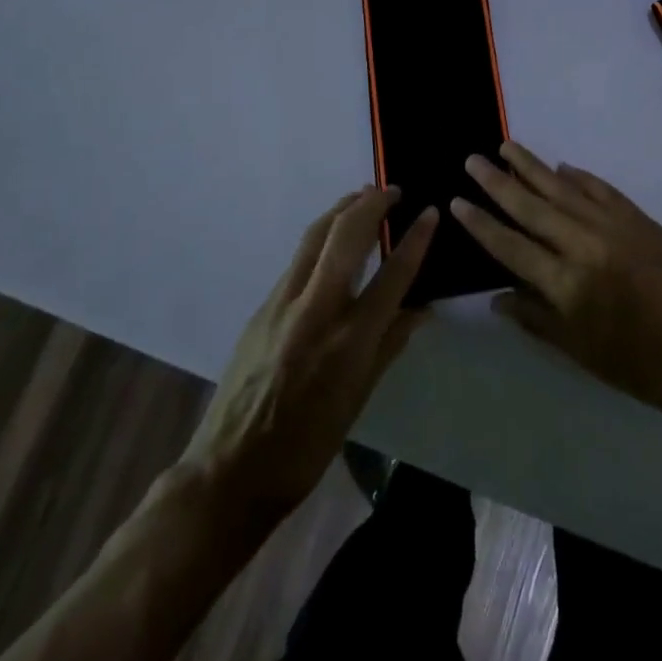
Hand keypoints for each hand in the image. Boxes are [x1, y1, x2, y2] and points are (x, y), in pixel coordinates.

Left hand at [177, 187, 434, 524]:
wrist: (230, 469)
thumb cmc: (307, 445)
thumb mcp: (359, 399)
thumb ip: (390, 344)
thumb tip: (422, 307)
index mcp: (349, 341)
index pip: (393, 275)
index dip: (416, 239)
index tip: (431, 211)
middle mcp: (316, 310)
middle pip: (347, 235)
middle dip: (373, 204)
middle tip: (394, 191)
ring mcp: (283, 303)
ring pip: (315, 235)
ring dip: (343, 208)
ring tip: (364, 195)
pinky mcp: (262, 306)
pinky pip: (298, 258)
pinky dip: (321, 235)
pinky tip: (332, 238)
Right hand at [450, 142, 661, 429]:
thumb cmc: (643, 367)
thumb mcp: (582, 354)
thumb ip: (537, 320)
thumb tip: (497, 297)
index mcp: (568, 284)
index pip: (511, 246)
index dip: (481, 223)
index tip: (457, 201)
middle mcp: (586, 245)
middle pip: (533, 207)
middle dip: (499, 182)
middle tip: (473, 159)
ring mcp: (616, 226)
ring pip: (564, 188)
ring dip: (533, 167)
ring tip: (507, 146)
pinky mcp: (641, 220)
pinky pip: (602, 190)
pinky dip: (580, 176)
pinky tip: (562, 167)